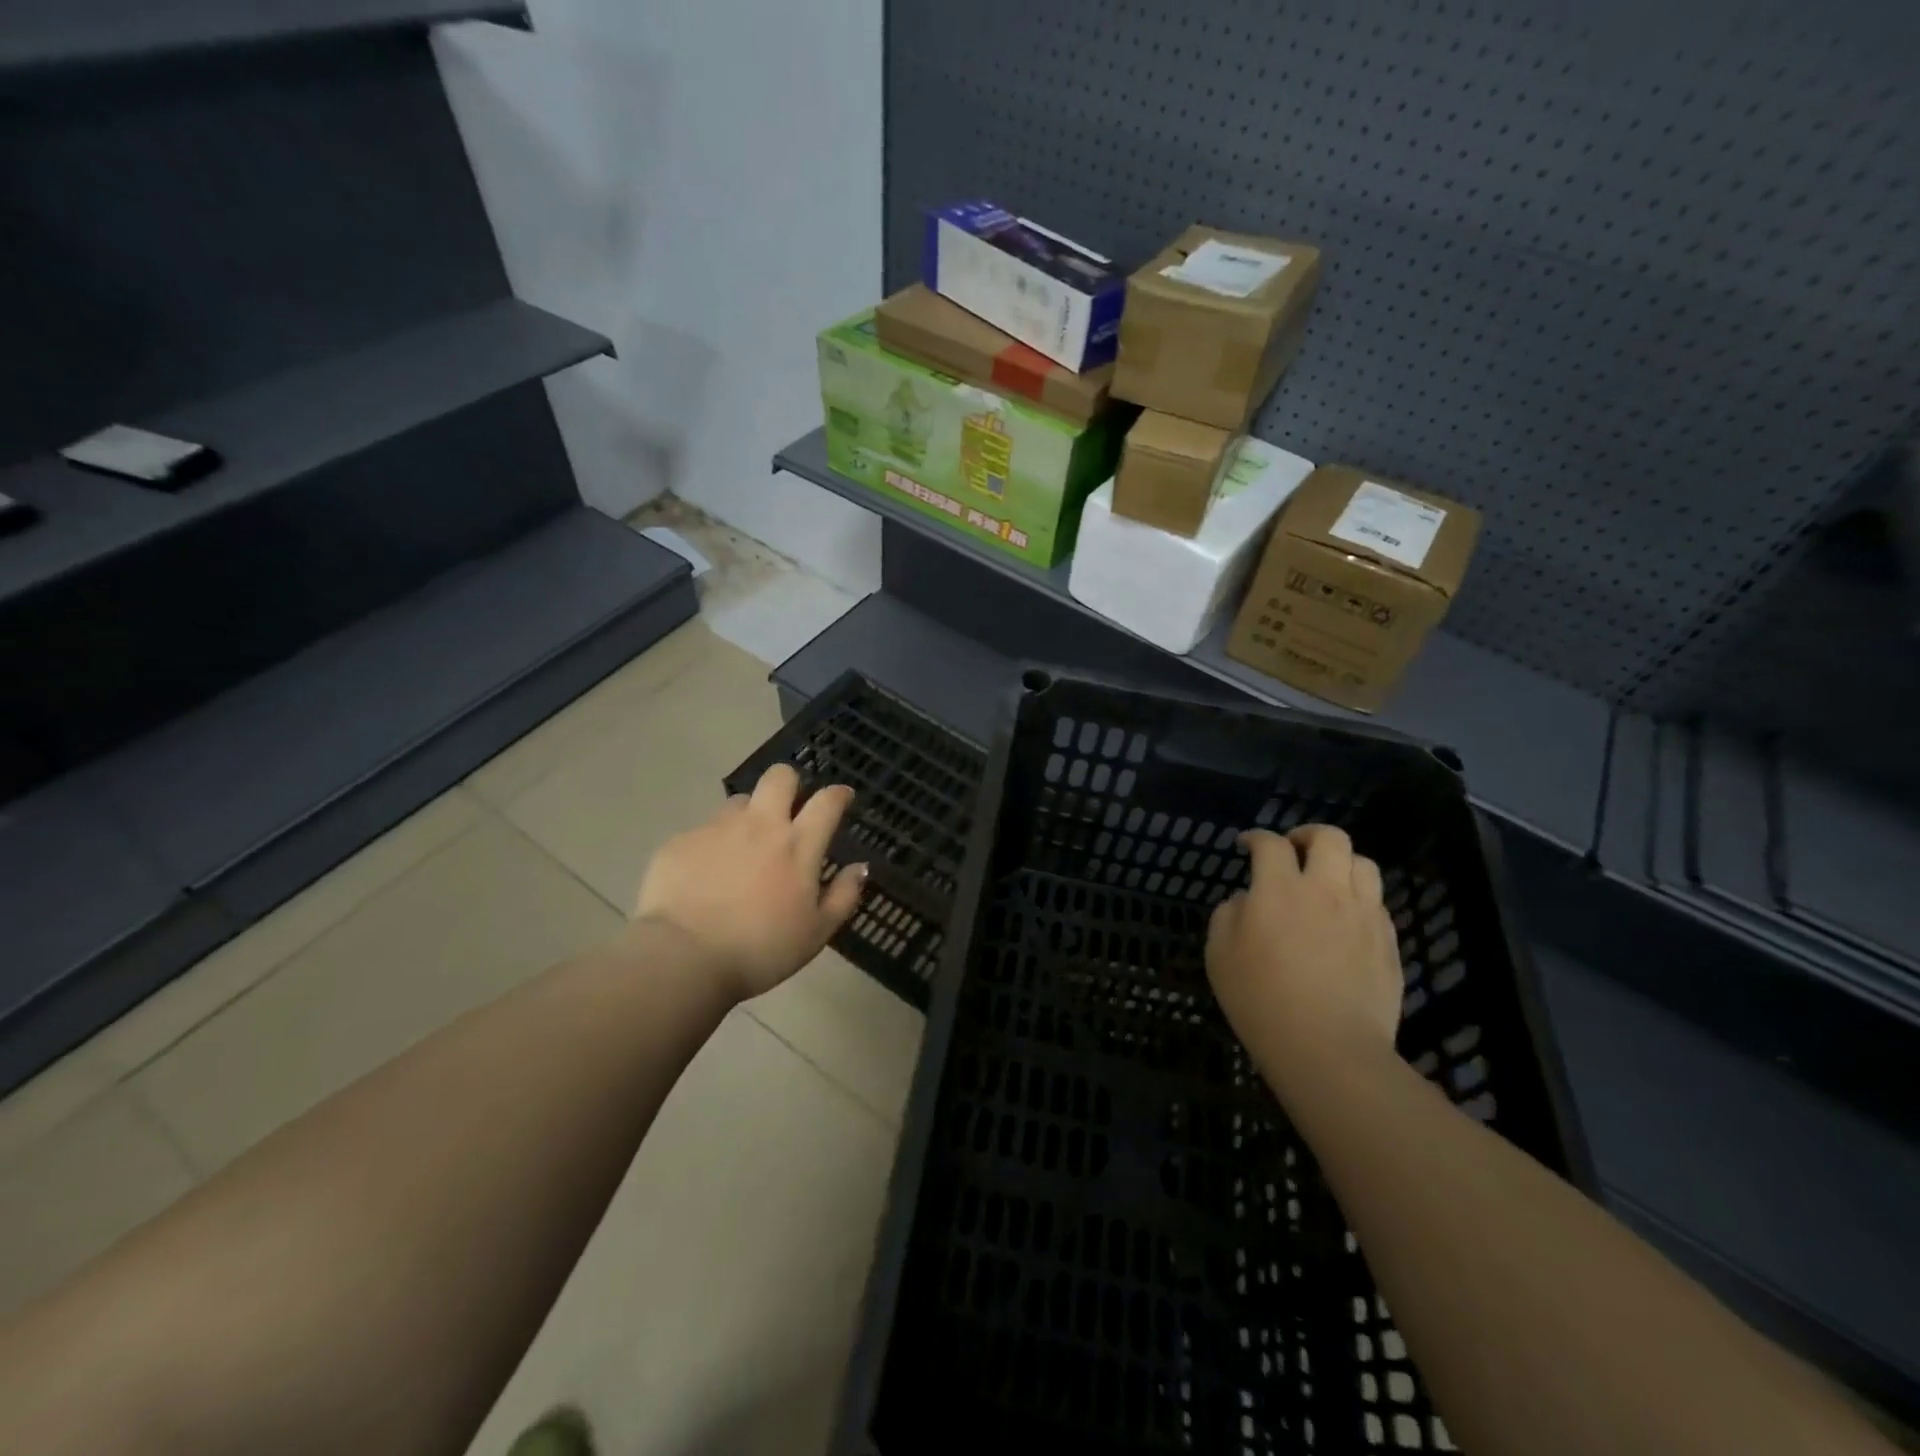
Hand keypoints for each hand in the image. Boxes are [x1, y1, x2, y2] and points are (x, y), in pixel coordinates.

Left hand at [629, 764, 867, 1001]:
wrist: (683, 958)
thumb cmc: (761, 950)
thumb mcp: (816, 934)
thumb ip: (843, 896)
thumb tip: (860, 867)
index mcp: (798, 845)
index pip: (826, 802)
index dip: (838, 794)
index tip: (842, 797)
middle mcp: (760, 825)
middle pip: (780, 777)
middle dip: (789, 784)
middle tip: (788, 810)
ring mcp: (717, 828)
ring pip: (739, 802)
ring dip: (748, 816)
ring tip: (742, 848)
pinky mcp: (681, 841)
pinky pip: (703, 830)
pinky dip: (711, 845)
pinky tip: (705, 875)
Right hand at [1206, 825, 1403, 1089]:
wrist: (1327, 1048)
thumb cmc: (1260, 1000)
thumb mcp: (1219, 954)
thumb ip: (1228, 914)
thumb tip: (1246, 900)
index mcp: (1278, 889)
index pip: (1270, 844)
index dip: (1256, 837)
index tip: (1246, 845)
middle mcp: (1325, 891)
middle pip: (1329, 838)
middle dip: (1307, 834)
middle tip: (1293, 849)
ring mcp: (1362, 915)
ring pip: (1363, 863)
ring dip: (1340, 863)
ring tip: (1326, 880)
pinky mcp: (1387, 941)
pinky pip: (1377, 902)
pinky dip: (1358, 898)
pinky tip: (1344, 919)